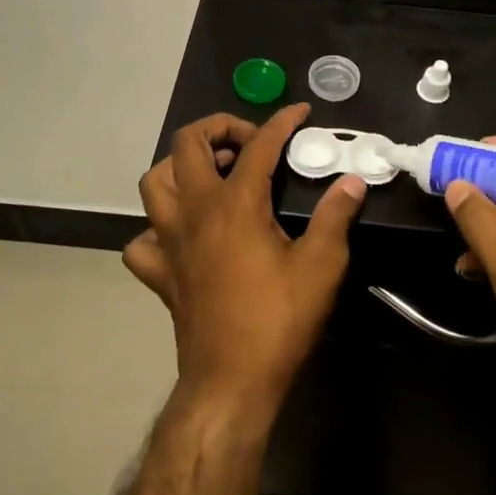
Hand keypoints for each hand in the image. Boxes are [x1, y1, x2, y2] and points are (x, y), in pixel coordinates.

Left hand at [127, 105, 365, 416]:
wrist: (231, 382)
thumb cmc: (279, 321)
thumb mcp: (321, 266)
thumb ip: (335, 216)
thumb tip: (352, 181)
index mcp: (235, 204)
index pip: (259, 146)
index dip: (281, 122)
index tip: (299, 112)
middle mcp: (194, 212)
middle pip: (187, 144)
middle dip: (218, 129)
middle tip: (250, 145)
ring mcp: (169, 241)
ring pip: (154, 182)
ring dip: (180, 167)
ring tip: (212, 176)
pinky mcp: (160, 273)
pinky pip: (144, 240)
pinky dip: (157, 228)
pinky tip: (183, 235)